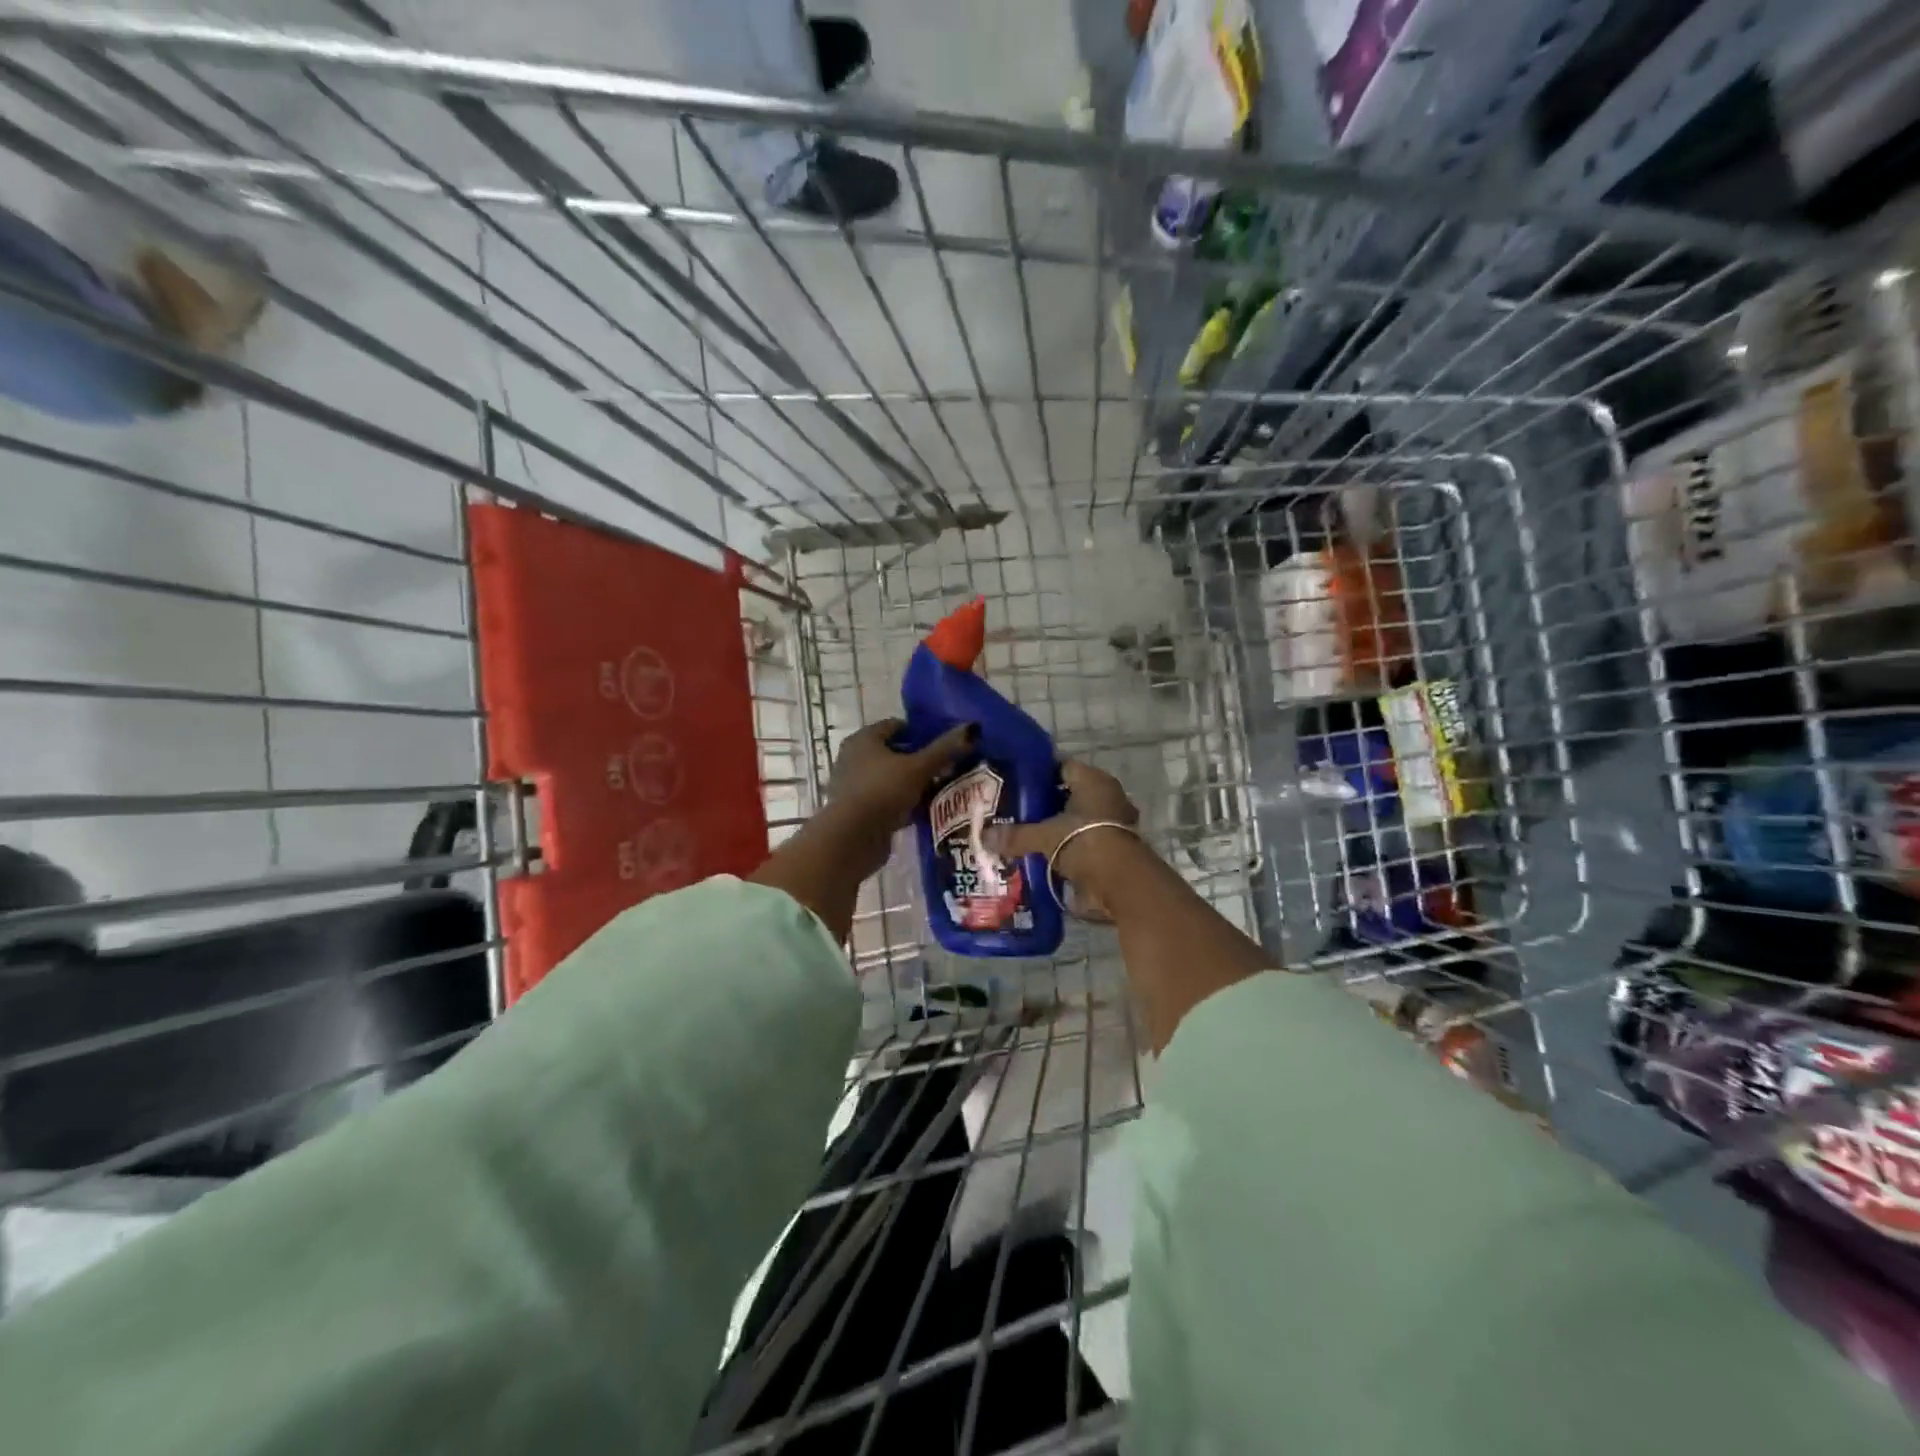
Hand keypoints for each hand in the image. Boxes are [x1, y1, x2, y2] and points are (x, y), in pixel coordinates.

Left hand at [827, 718, 976, 840]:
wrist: (852, 839)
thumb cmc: (882, 792)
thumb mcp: (918, 768)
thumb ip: (944, 749)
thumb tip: (973, 728)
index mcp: (863, 740)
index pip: (895, 726)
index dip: (921, 731)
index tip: (945, 743)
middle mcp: (854, 758)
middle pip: (894, 753)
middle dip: (920, 760)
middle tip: (948, 766)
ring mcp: (855, 786)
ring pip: (892, 779)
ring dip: (914, 784)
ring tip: (943, 789)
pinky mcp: (860, 811)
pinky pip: (888, 801)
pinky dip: (905, 804)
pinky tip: (926, 811)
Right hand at [983, 760, 1141, 911]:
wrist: (1122, 883)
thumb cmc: (1084, 842)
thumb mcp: (1045, 836)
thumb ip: (1016, 835)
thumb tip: (984, 837)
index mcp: (1093, 781)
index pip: (1062, 766)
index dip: (1039, 774)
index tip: (1015, 783)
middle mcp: (1108, 796)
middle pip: (1070, 794)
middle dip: (1046, 804)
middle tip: (1016, 811)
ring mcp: (1115, 822)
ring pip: (1079, 819)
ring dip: (1059, 828)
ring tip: (1028, 835)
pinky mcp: (1116, 847)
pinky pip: (1085, 841)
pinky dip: (1070, 848)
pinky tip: (1047, 855)